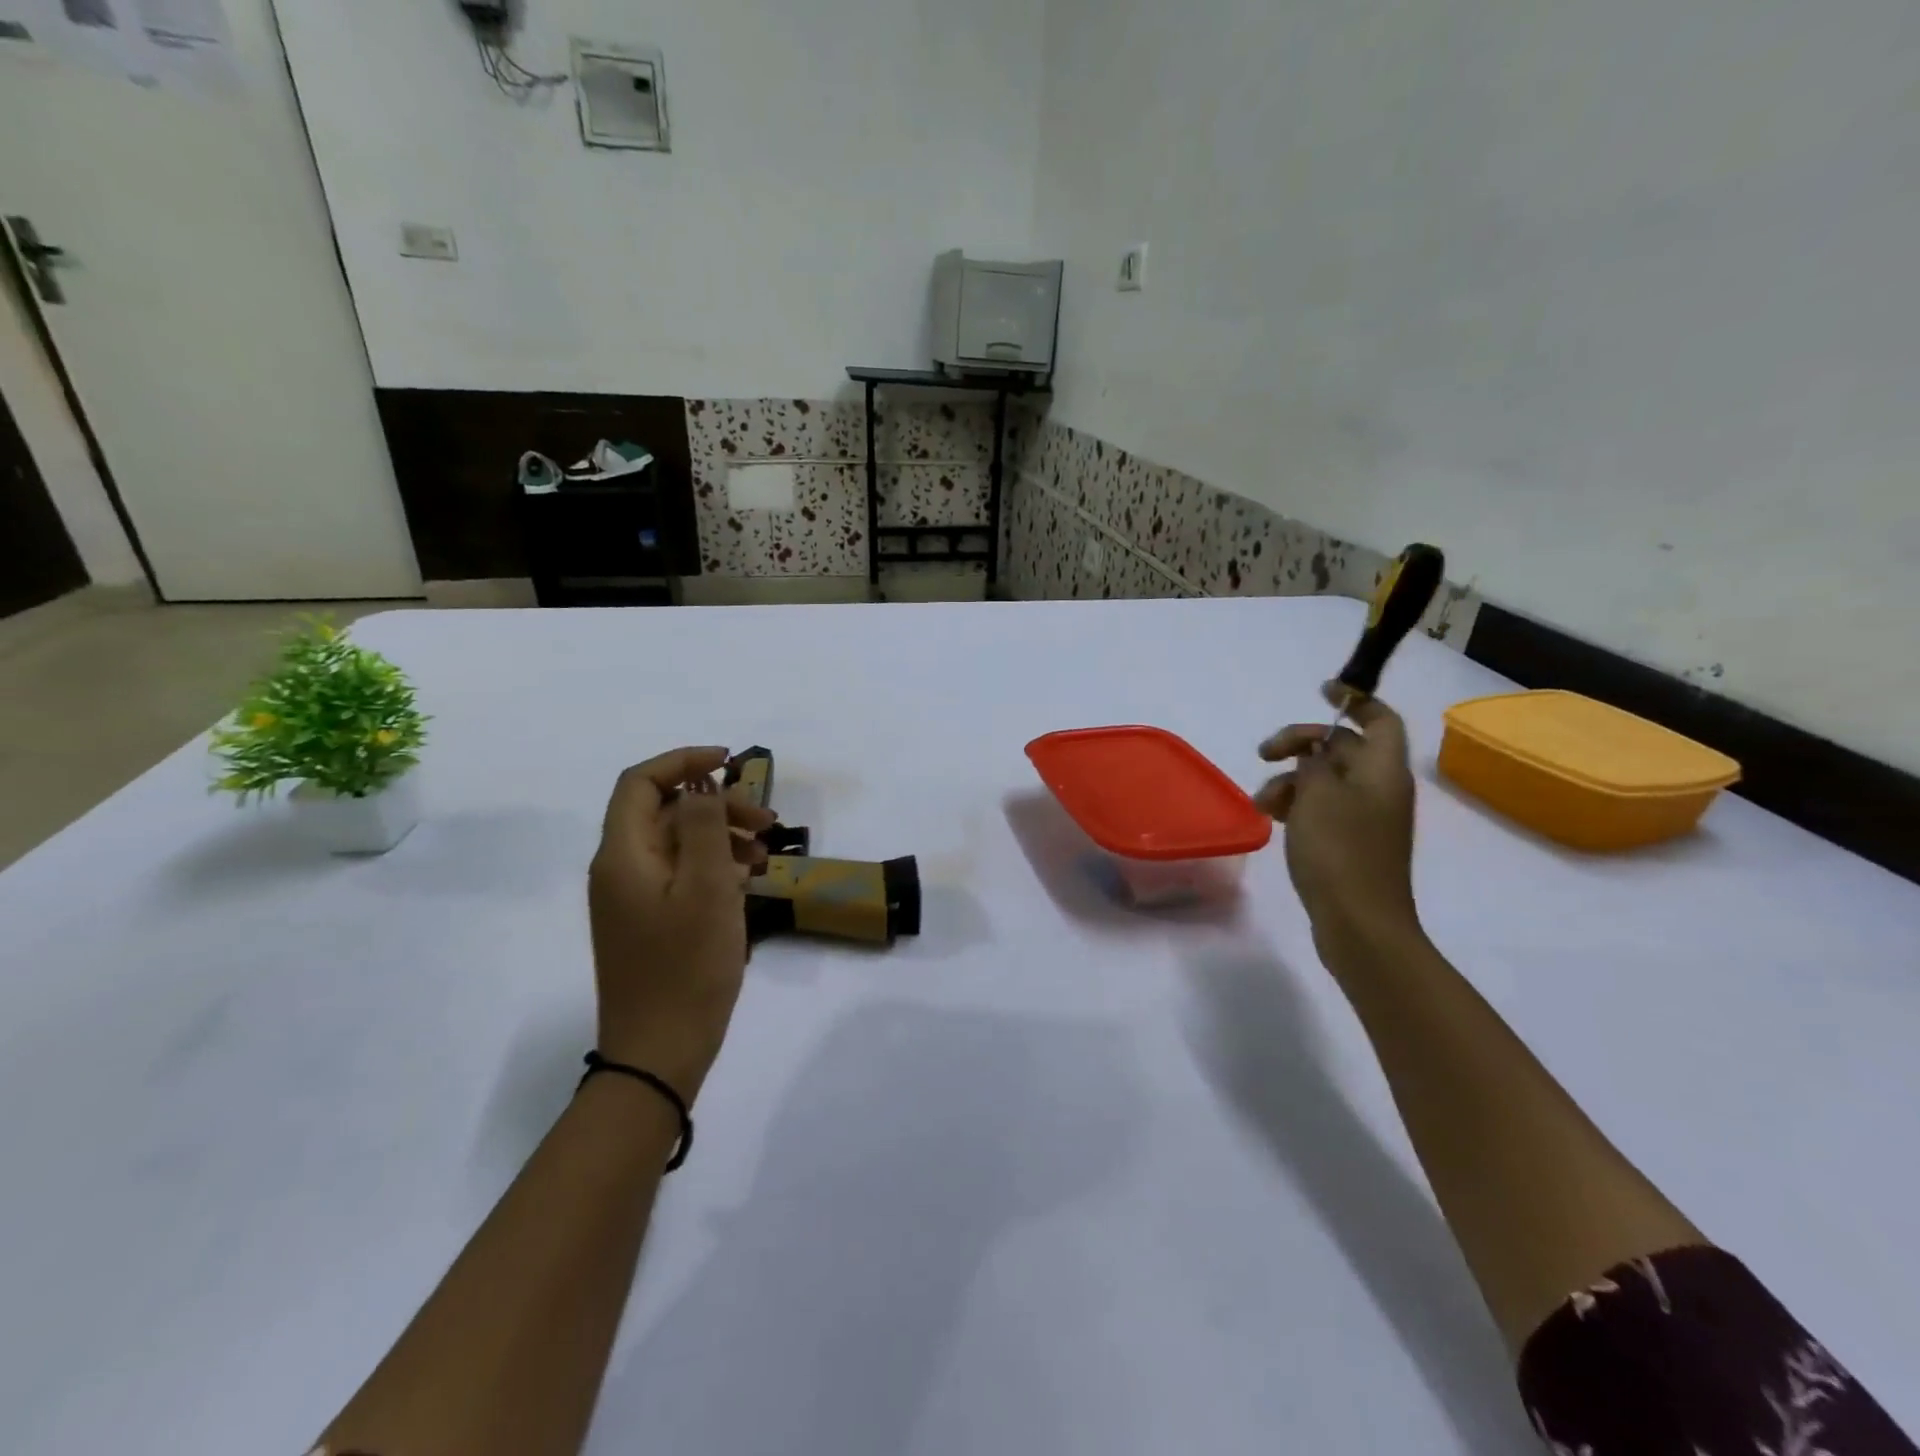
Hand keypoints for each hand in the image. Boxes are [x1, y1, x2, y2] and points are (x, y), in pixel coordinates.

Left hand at [587, 748, 777, 1100]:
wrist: (660, 1051)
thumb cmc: (687, 965)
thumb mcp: (707, 888)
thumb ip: (705, 826)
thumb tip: (702, 782)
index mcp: (624, 854)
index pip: (641, 783)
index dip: (683, 761)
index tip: (731, 763)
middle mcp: (620, 869)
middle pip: (666, 812)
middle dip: (717, 805)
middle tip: (767, 822)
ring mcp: (633, 899)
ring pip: (678, 844)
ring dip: (722, 837)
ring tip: (765, 856)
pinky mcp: (650, 922)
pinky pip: (681, 875)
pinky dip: (714, 867)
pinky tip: (748, 880)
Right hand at [1255, 684, 1421, 957]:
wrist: (1359, 923)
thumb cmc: (1339, 851)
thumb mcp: (1317, 795)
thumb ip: (1312, 763)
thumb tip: (1312, 755)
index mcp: (1383, 770)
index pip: (1380, 719)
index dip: (1354, 700)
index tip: (1321, 692)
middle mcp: (1380, 788)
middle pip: (1342, 747)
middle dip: (1300, 744)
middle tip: (1264, 753)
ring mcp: (1365, 818)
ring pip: (1324, 779)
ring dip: (1290, 780)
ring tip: (1262, 802)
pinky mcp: (1349, 843)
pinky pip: (1321, 808)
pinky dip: (1296, 805)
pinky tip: (1271, 818)